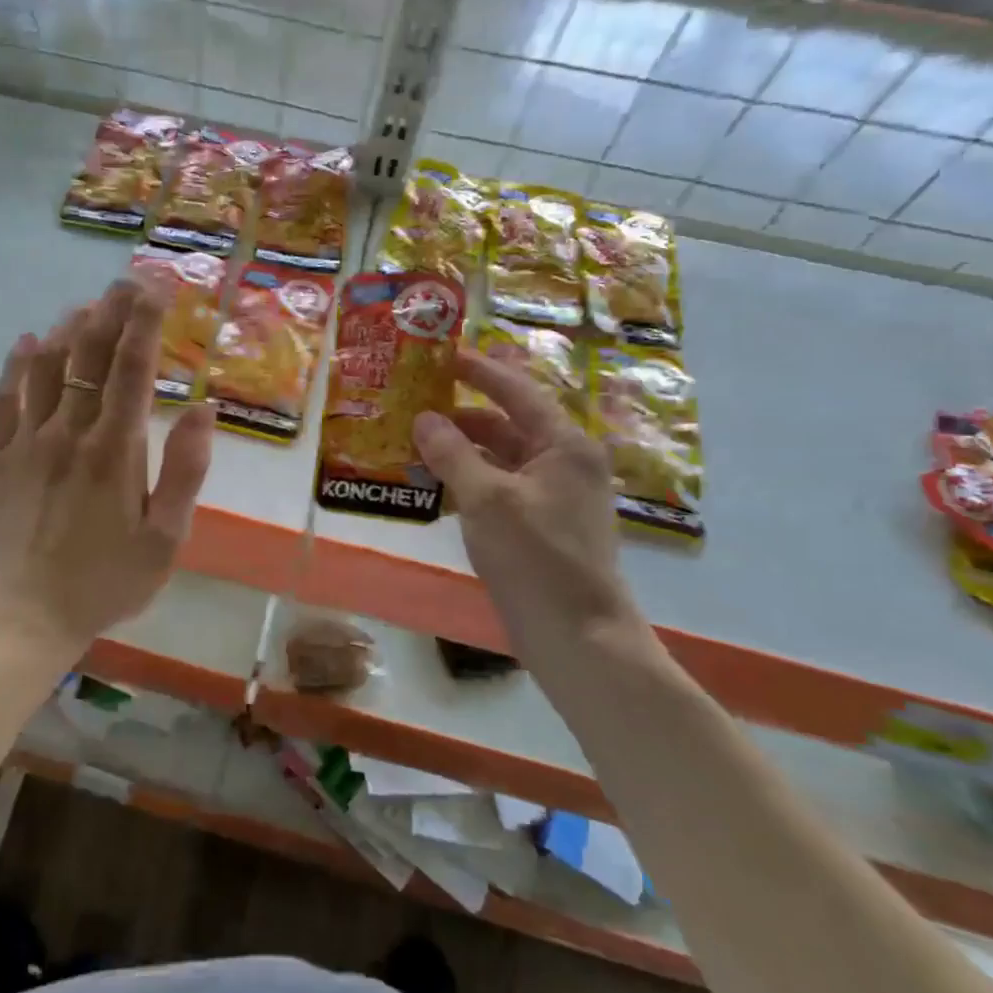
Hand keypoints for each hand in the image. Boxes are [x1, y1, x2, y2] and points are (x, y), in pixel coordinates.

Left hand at [0, 278, 214, 654]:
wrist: (30, 613)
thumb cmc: (108, 579)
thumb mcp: (165, 538)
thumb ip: (185, 471)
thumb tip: (204, 409)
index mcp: (115, 451)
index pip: (132, 369)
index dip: (145, 323)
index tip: (157, 288)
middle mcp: (70, 433)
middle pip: (89, 355)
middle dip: (110, 312)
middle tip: (126, 281)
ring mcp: (29, 441)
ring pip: (47, 367)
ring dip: (68, 328)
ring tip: (87, 304)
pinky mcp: (2, 456)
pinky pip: (5, 398)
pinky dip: (17, 364)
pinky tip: (29, 340)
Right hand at [413, 349, 643, 660]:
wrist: (579, 638)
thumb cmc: (536, 559)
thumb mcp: (486, 499)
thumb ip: (452, 453)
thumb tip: (424, 418)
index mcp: (564, 445)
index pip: (515, 391)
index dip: (477, 370)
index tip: (440, 355)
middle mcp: (564, 463)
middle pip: (506, 423)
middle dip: (460, 414)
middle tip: (413, 402)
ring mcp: (554, 496)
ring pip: (501, 458)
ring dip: (461, 449)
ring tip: (413, 442)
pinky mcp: (542, 525)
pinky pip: (500, 487)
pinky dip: (470, 480)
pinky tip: (434, 484)